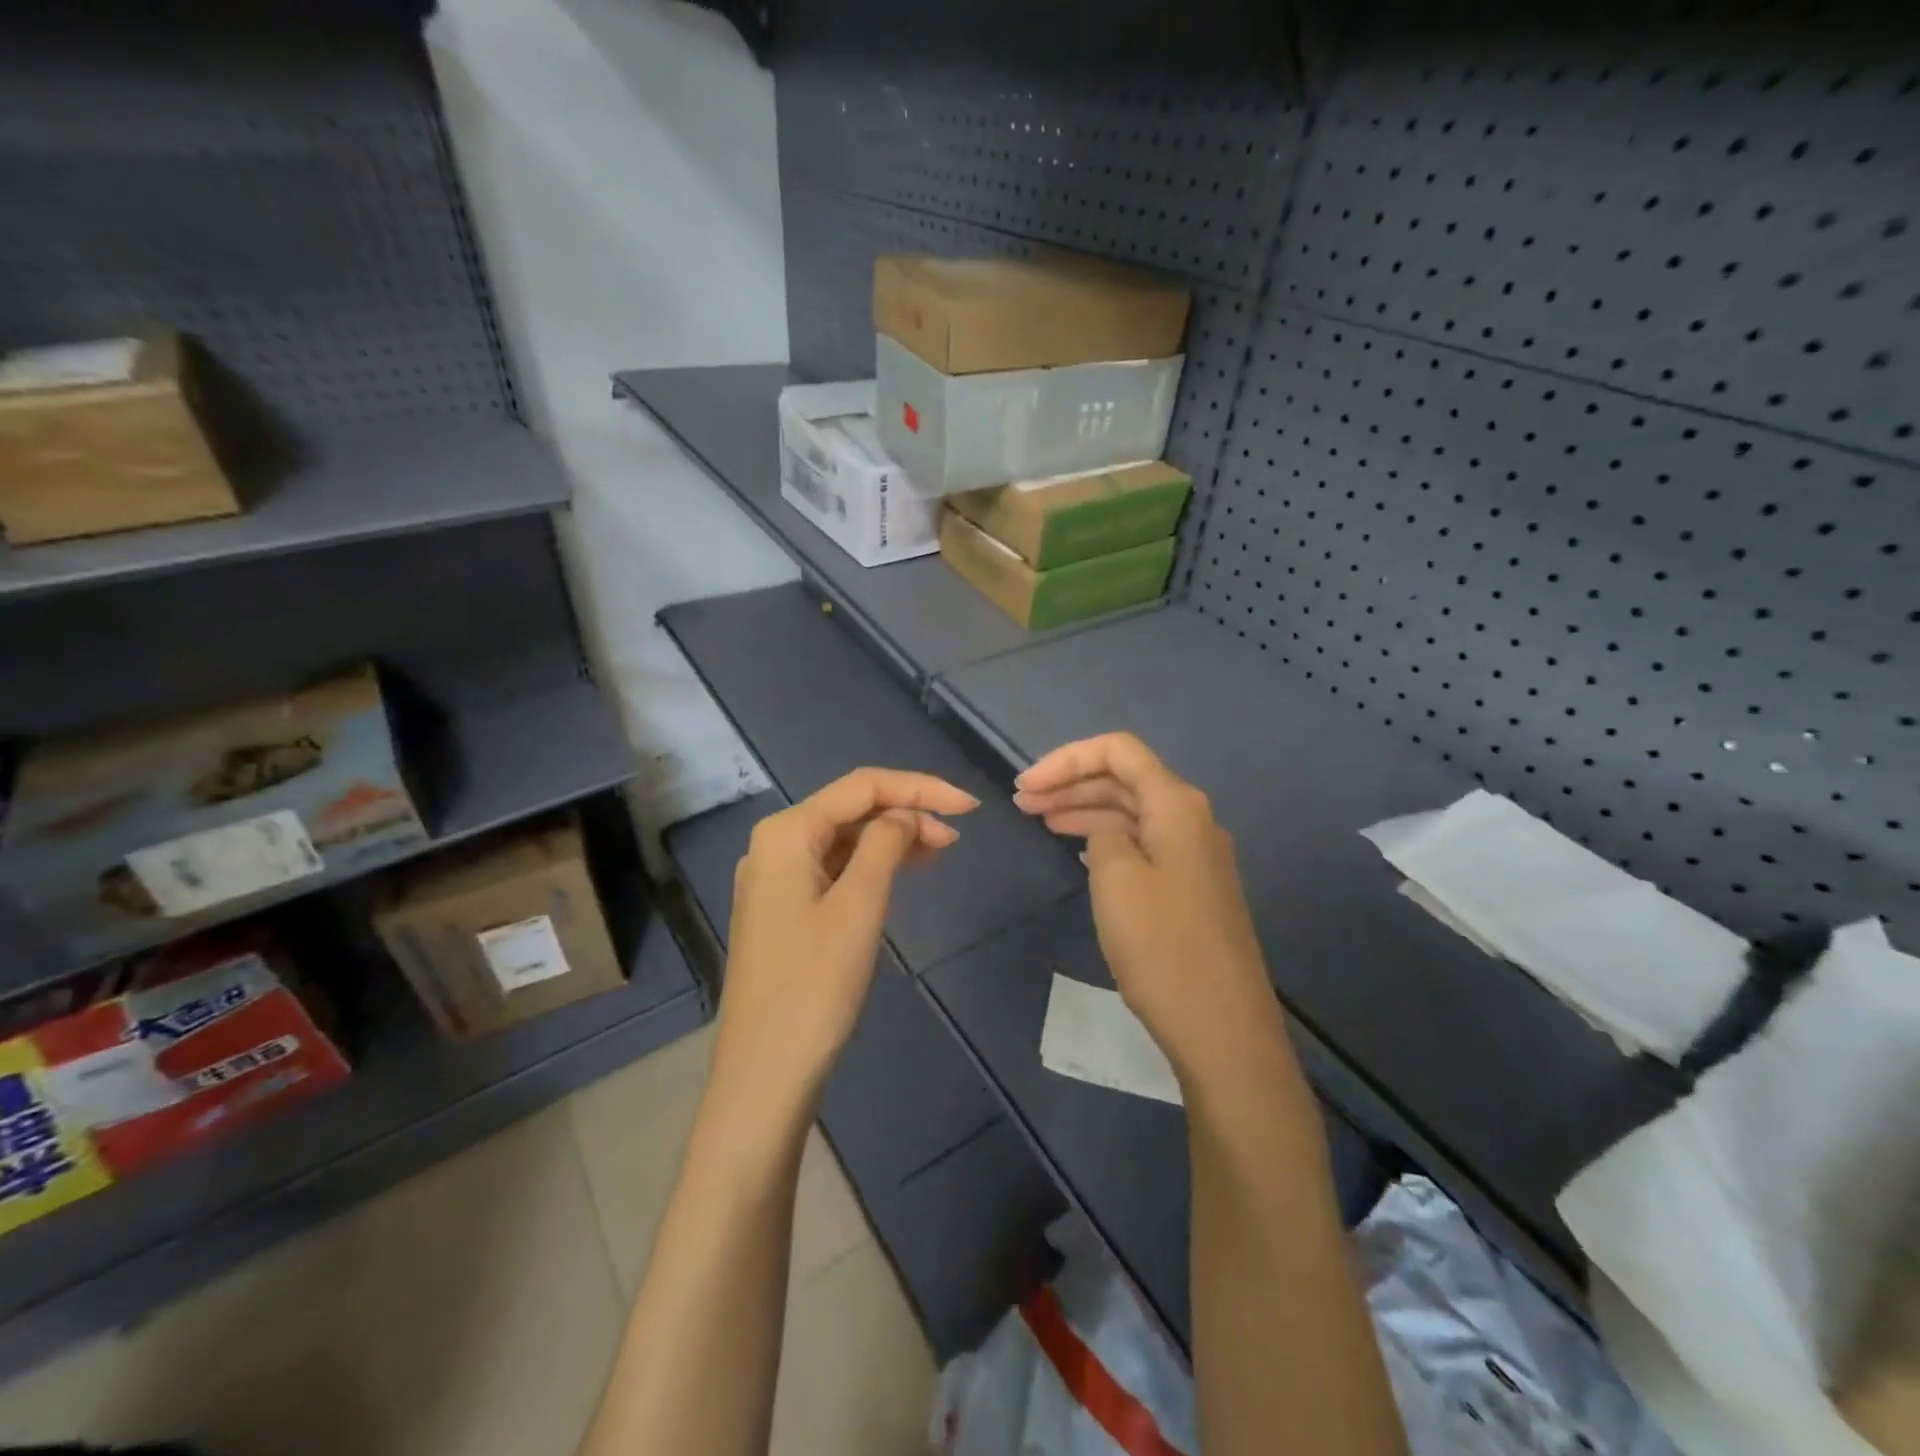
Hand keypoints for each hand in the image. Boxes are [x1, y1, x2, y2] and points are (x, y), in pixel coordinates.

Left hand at [714, 768, 978, 1117]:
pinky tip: (903, 871)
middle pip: (851, 808)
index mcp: (787, 832)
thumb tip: (906, 815)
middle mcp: (775, 844)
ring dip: (892, 838)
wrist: (766, 1072)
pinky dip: (871, 865)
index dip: (919, 788)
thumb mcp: (859, 905)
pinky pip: (834, 868)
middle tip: (957, 836)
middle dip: (906, 812)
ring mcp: (776, 878)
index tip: (969, 806)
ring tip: (941, 850)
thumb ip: (886, 844)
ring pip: (844, 839)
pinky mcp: (784, 908)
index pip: (861, 787)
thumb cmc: (814, 984)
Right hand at [1013, 733, 1282, 1082]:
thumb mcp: (1116, 879)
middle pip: (1125, 778)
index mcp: (1176, 804)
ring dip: (1085, 809)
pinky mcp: (1190, 887)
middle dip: (1071, 782)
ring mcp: (1194, 855)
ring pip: (1132, 812)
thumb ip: (1104, 835)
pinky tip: (1079, 849)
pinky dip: (1106, 837)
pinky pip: (1142, 842)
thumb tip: (1108, 832)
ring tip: (1040, 819)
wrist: (1222, 1027)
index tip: (1026, 784)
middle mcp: (1191, 819)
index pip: (1118, 751)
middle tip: (1022, 802)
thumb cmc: (1163, 947)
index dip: (1067, 759)